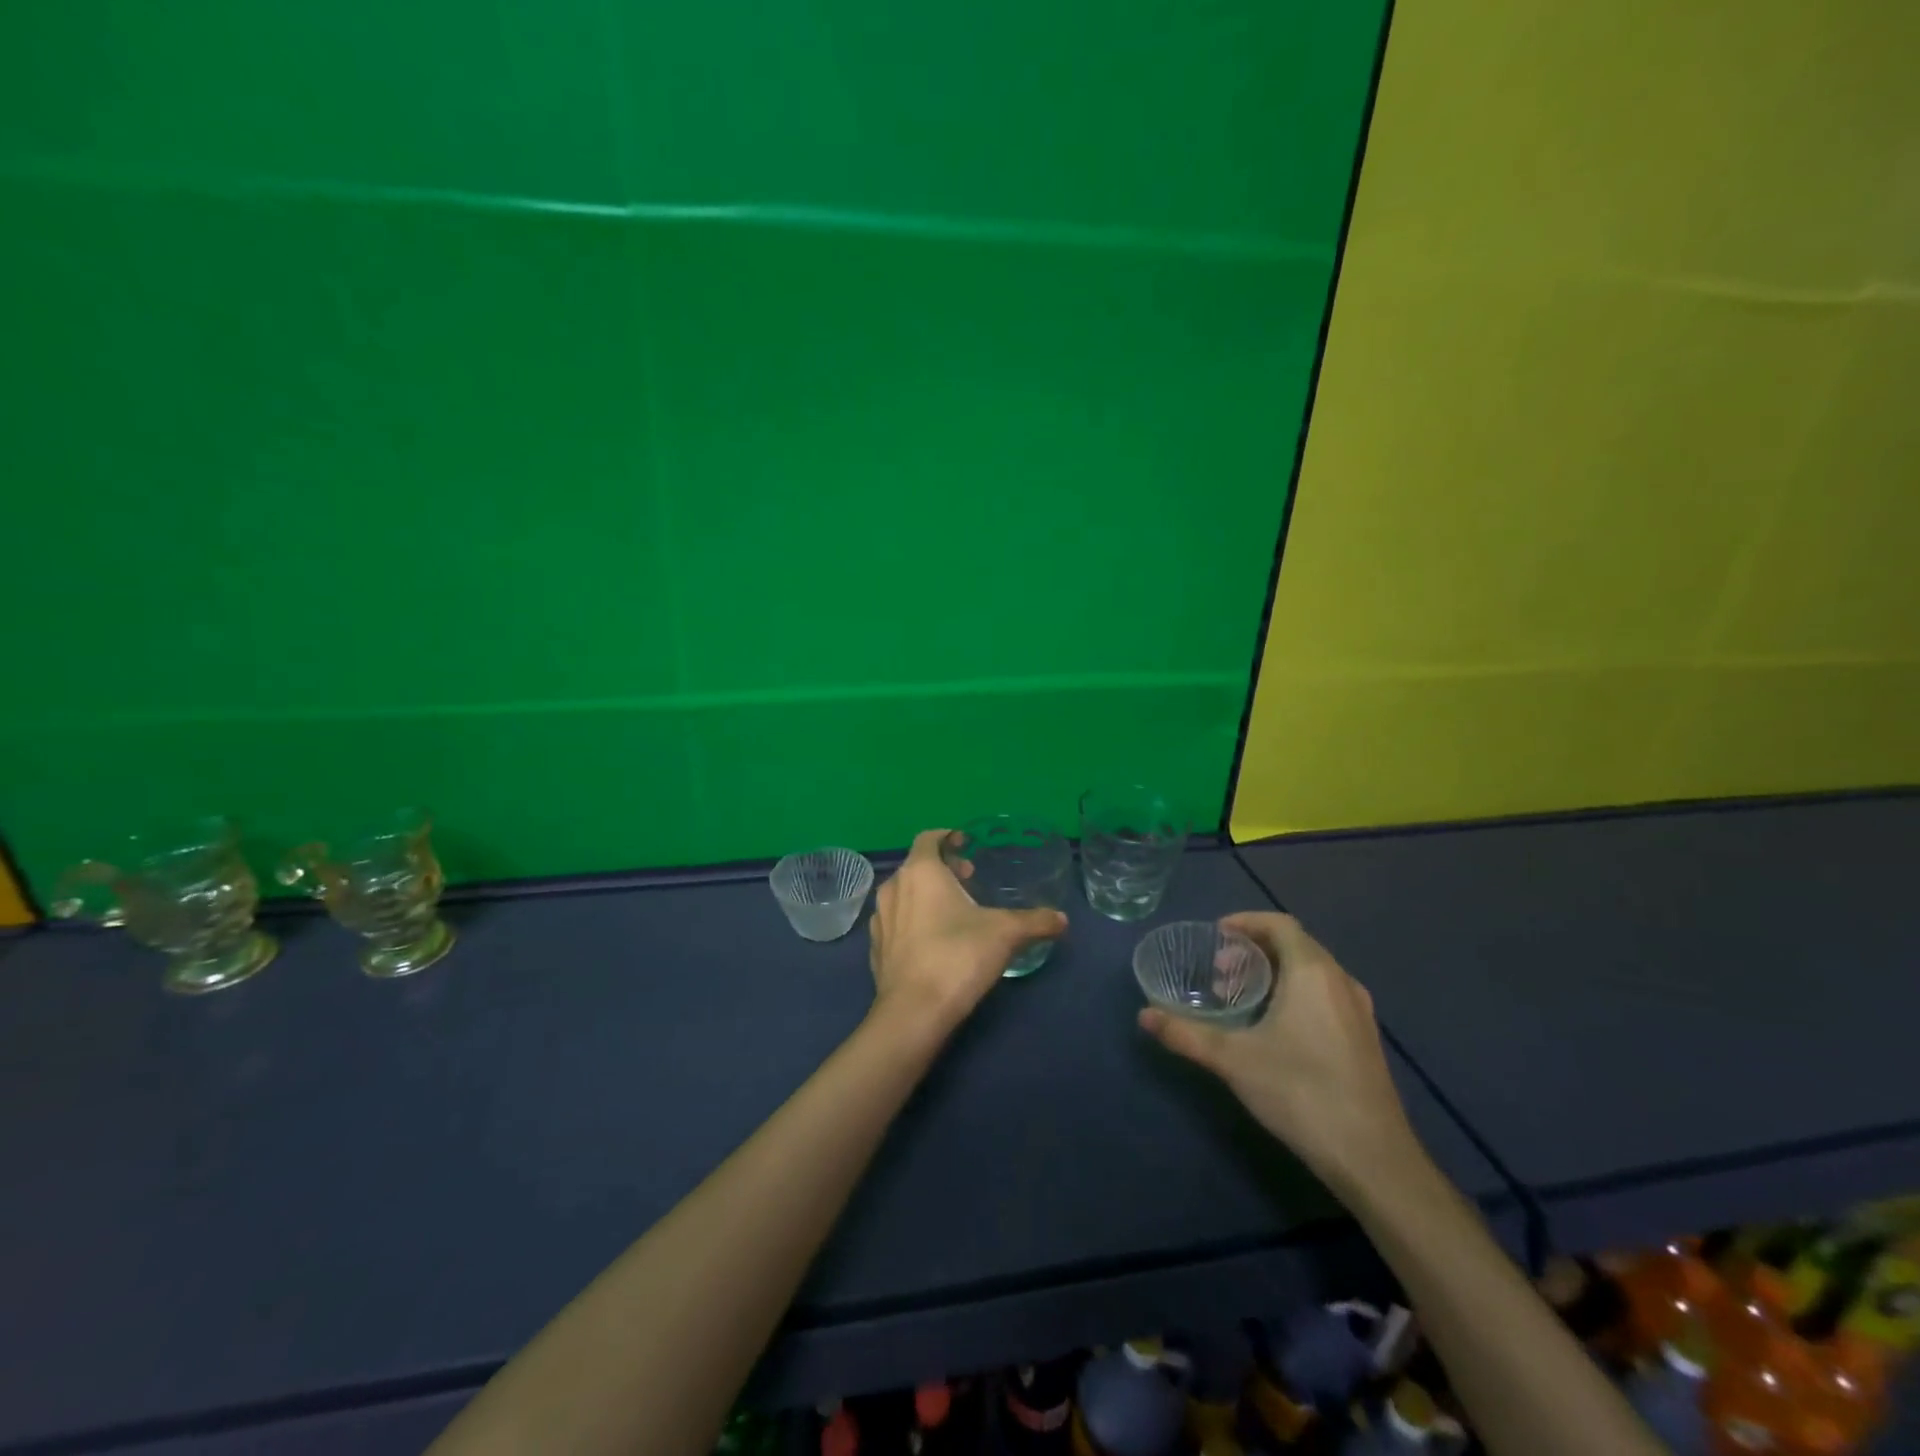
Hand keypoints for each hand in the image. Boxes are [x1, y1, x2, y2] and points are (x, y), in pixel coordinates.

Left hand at [868, 829, 1066, 1032]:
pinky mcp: (875, 949)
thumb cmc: (958, 956)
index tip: (967, 847)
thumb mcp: (1006, 934)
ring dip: (924, 896)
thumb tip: (1062, 919)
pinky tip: (931, 943)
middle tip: (968, 882)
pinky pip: (894, 923)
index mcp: (921, 871)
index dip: (948, 838)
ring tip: (951, 913)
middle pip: (916, 866)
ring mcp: (880, 919)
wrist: (914, 1012)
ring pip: (902, 894)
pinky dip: (911, 922)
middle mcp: (894, 887)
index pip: (928, 837)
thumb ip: (1035, 921)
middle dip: (942, 869)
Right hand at [1138, 912, 1417, 1196]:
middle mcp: (1340, 981)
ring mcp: (1359, 1011)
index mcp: (1313, 972)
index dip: (1246, 922)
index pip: (1279, 924)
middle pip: (1295, 945)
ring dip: (1275, 972)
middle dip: (1254, 950)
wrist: (1373, 1158)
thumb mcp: (1233, 1060)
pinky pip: (1325, 994)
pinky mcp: (1365, 1038)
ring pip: (1312, 971)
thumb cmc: (1301, 1092)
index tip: (1216, 935)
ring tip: (1242, 998)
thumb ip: (1186, 1033)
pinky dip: (1295, 992)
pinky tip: (1275, 1027)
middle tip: (1219, 971)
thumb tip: (1144, 1015)